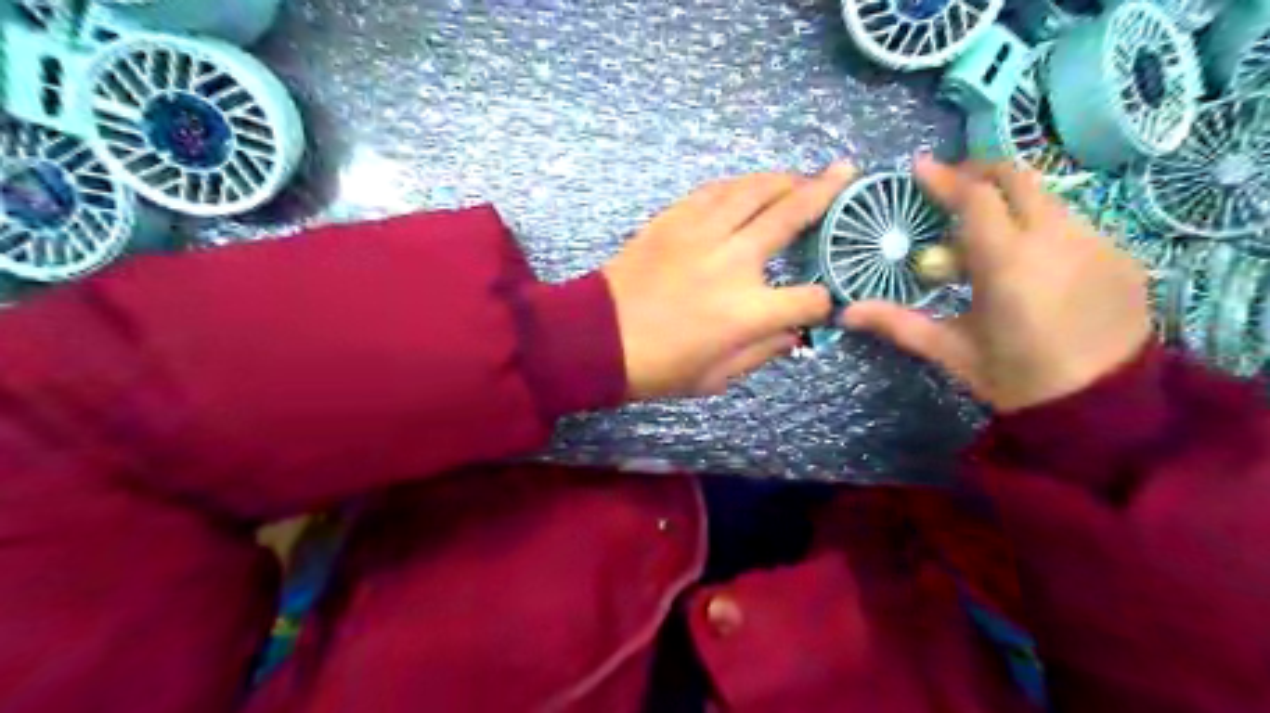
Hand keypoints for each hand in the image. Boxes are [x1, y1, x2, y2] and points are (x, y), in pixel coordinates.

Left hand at [605, 161, 861, 398]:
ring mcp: (703, 233)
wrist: (597, 337)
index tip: (822, 303)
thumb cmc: (658, 367)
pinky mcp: (674, 219)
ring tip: (802, 175)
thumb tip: (793, 333)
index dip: (825, 302)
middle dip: (827, 195)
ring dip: (785, 179)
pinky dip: (740, 184)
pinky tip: (750, 186)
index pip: (810, 298)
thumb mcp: (717, 377)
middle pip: (792, 216)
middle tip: (846, 174)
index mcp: (749, 311)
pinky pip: (715, 190)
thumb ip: (763, 352)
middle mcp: (735, 261)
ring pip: (754, 190)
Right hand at [841, 157, 1151, 412]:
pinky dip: (1041, 227)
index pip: (975, 198)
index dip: (945, 178)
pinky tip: (1030, 261)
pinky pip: (1073, 224)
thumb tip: (846, 312)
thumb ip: (898, 323)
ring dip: (1011, 203)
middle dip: (981, 173)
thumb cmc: (1015, 378)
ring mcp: (1097, 243)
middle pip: (1018, 179)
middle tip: (953, 187)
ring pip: (1047, 200)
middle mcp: (1056, 239)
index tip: (920, 167)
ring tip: (988, 232)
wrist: (1104, 407)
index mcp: (1006, 263)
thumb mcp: (950, 351)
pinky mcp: (1122, 255)